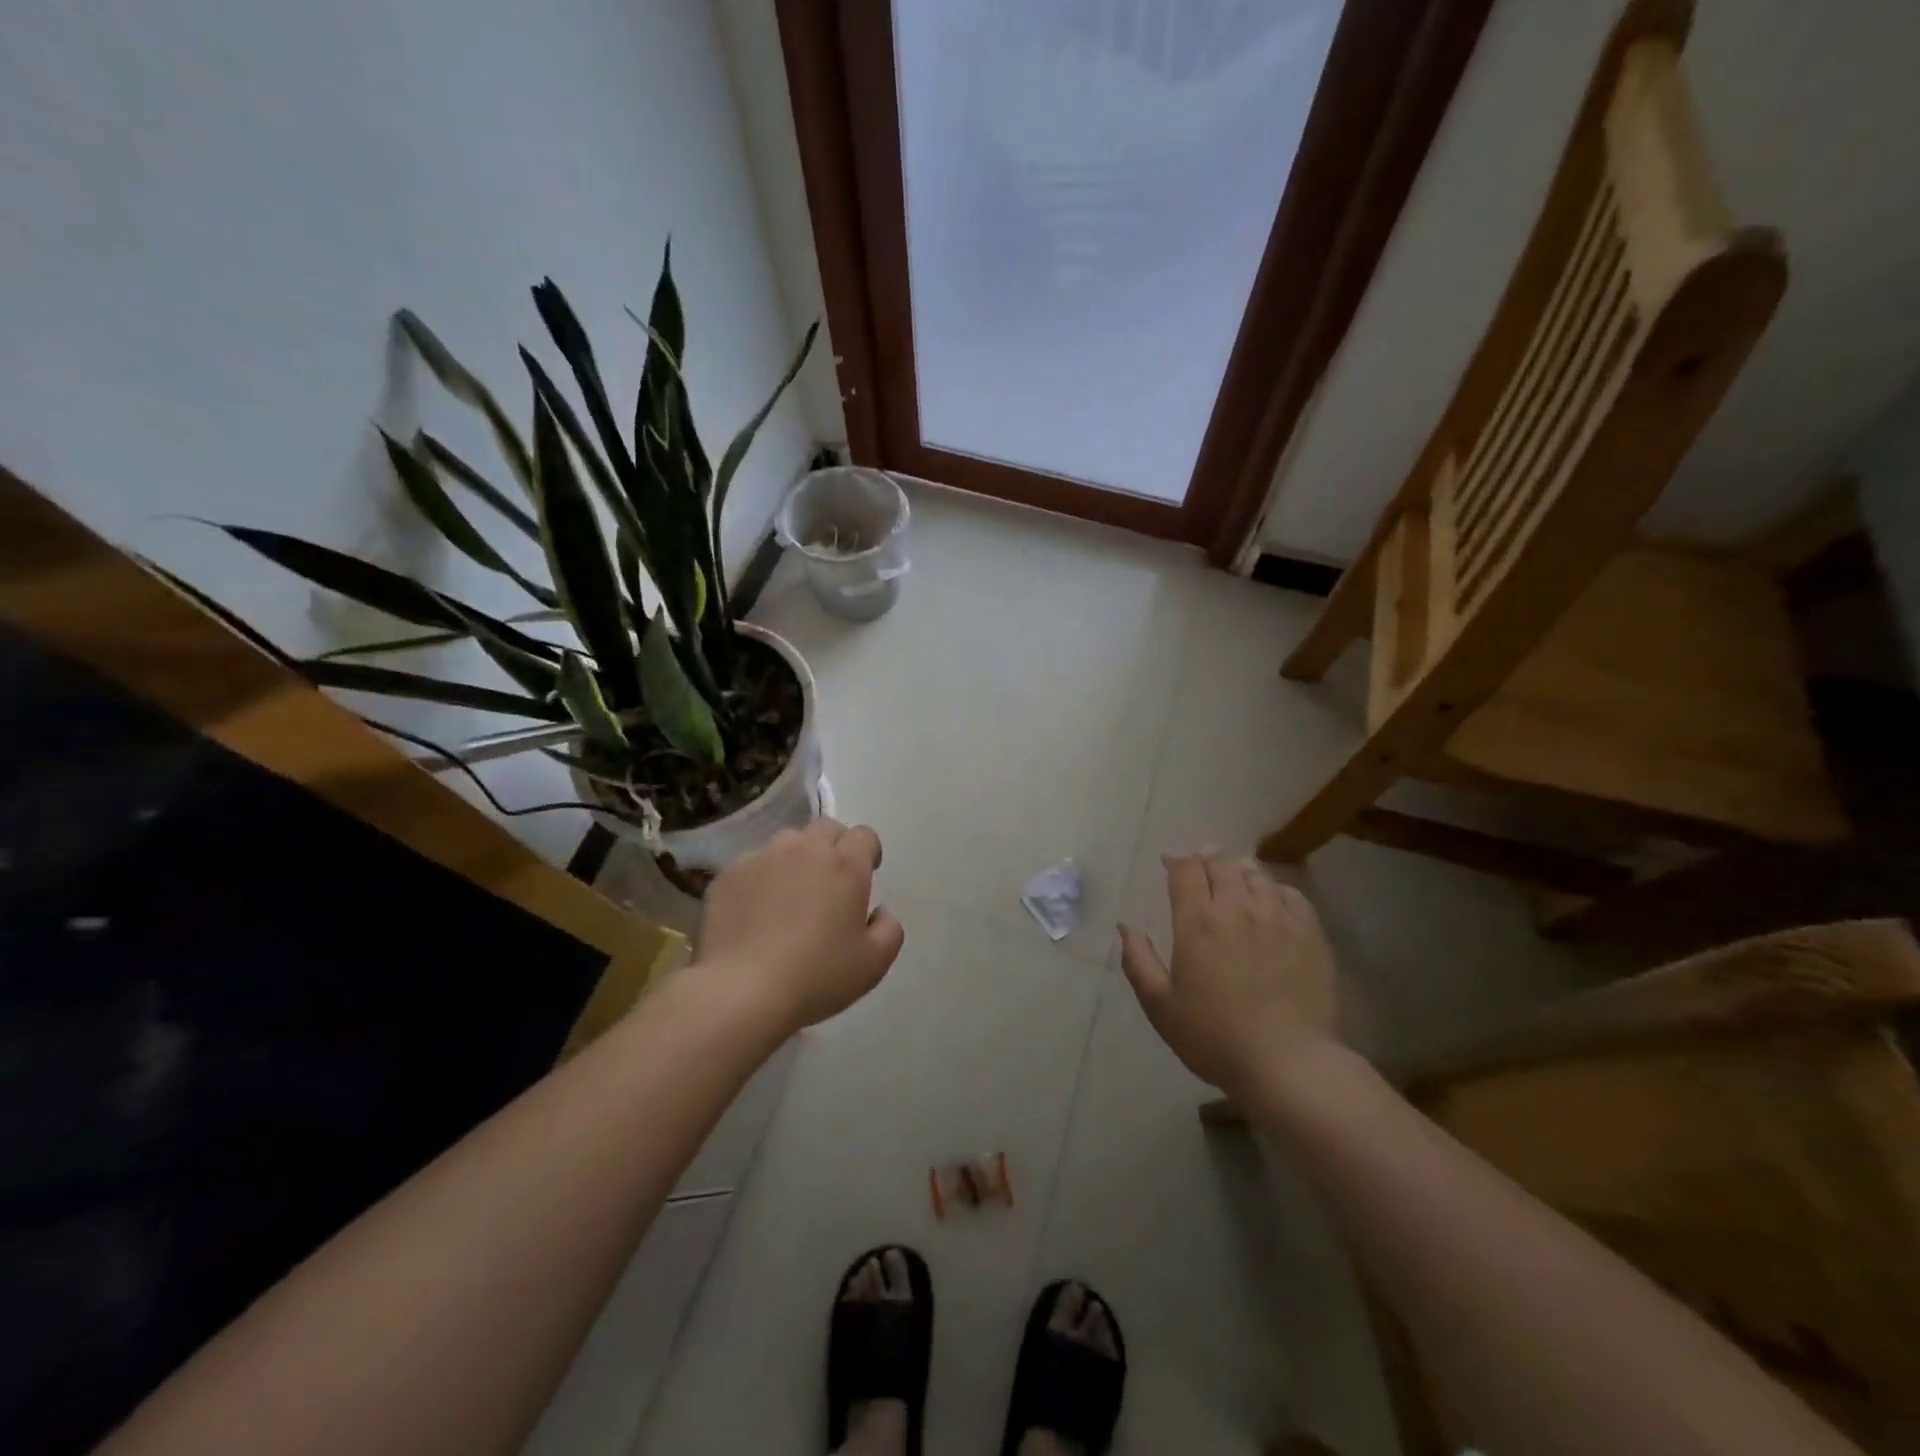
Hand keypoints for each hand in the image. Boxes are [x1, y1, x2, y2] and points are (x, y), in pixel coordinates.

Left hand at [695, 818, 904, 1031]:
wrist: (741, 991)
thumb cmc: (816, 976)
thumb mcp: (873, 963)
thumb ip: (889, 929)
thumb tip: (880, 911)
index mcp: (845, 865)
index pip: (864, 835)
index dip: (868, 852)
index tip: (865, 875)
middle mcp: (805, 850)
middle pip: (825, 828)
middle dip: (834, 846)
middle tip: (829, 881)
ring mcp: (762, 857)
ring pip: (786, 842)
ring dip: (796, 858)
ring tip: (789, 892)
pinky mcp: (728, 874)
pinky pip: (752, 864)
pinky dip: (760, 878)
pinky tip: (755, 911)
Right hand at [1118, 853, 1339, 1099]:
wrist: (1289, 1064)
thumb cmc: (1215, 1038)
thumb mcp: (1161, 1006)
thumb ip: (1138, 961)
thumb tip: (1126, 927)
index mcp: (1197, 921)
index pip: (1185, 871)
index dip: (1176, 862)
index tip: (1169, 864)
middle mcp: (1237, 908)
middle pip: (1220, 864)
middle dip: (1206, 860)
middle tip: (1201, 866)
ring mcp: (1278, 917)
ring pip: (1256, 875)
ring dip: (1240, 870)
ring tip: (1235, 876)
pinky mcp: (1311, 933)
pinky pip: (1291, 894)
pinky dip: (1275, 888)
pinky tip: (1272, 899)